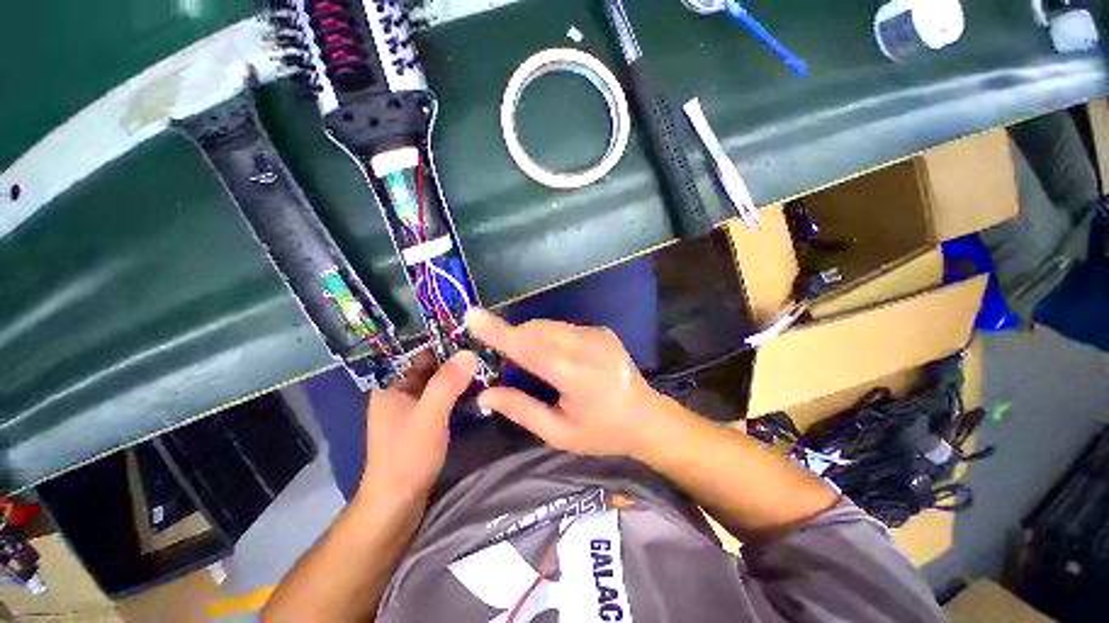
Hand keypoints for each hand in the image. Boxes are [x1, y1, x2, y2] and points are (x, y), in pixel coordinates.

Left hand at [358, 351, 477, 504]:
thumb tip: (470, 352)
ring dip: (458, 374)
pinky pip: (443, 396)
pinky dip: (458, 390)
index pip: (417, 352)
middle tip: (484, 346)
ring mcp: (413, 407)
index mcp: (391, 385)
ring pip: (438, 381)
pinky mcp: (424, 420)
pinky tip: (477, 385)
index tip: (469, 333)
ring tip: (485, 361)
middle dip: (454, 358)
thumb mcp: (429, 415)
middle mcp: (400, 392)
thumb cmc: (407, 456)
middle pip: (430, 366)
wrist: (398, 503)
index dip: (442, 341)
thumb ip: (447, 383)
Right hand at [466, 308, 668, 457]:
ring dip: (532, 338)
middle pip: (535, 330)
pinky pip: (563, 327)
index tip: (472, 315)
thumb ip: (521, 409)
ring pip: (548, 326)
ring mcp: (596, 334)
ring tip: (536, 365)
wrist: (647, 418)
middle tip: (510, 365)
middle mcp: (585, 346)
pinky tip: (558, 358)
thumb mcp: (559, 433)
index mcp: (574, 374)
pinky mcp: (601, 330)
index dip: (498, 331)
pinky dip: (550, 337)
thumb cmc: (602, 432)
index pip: (528, 348)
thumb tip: (485, 394)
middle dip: (515, 339)